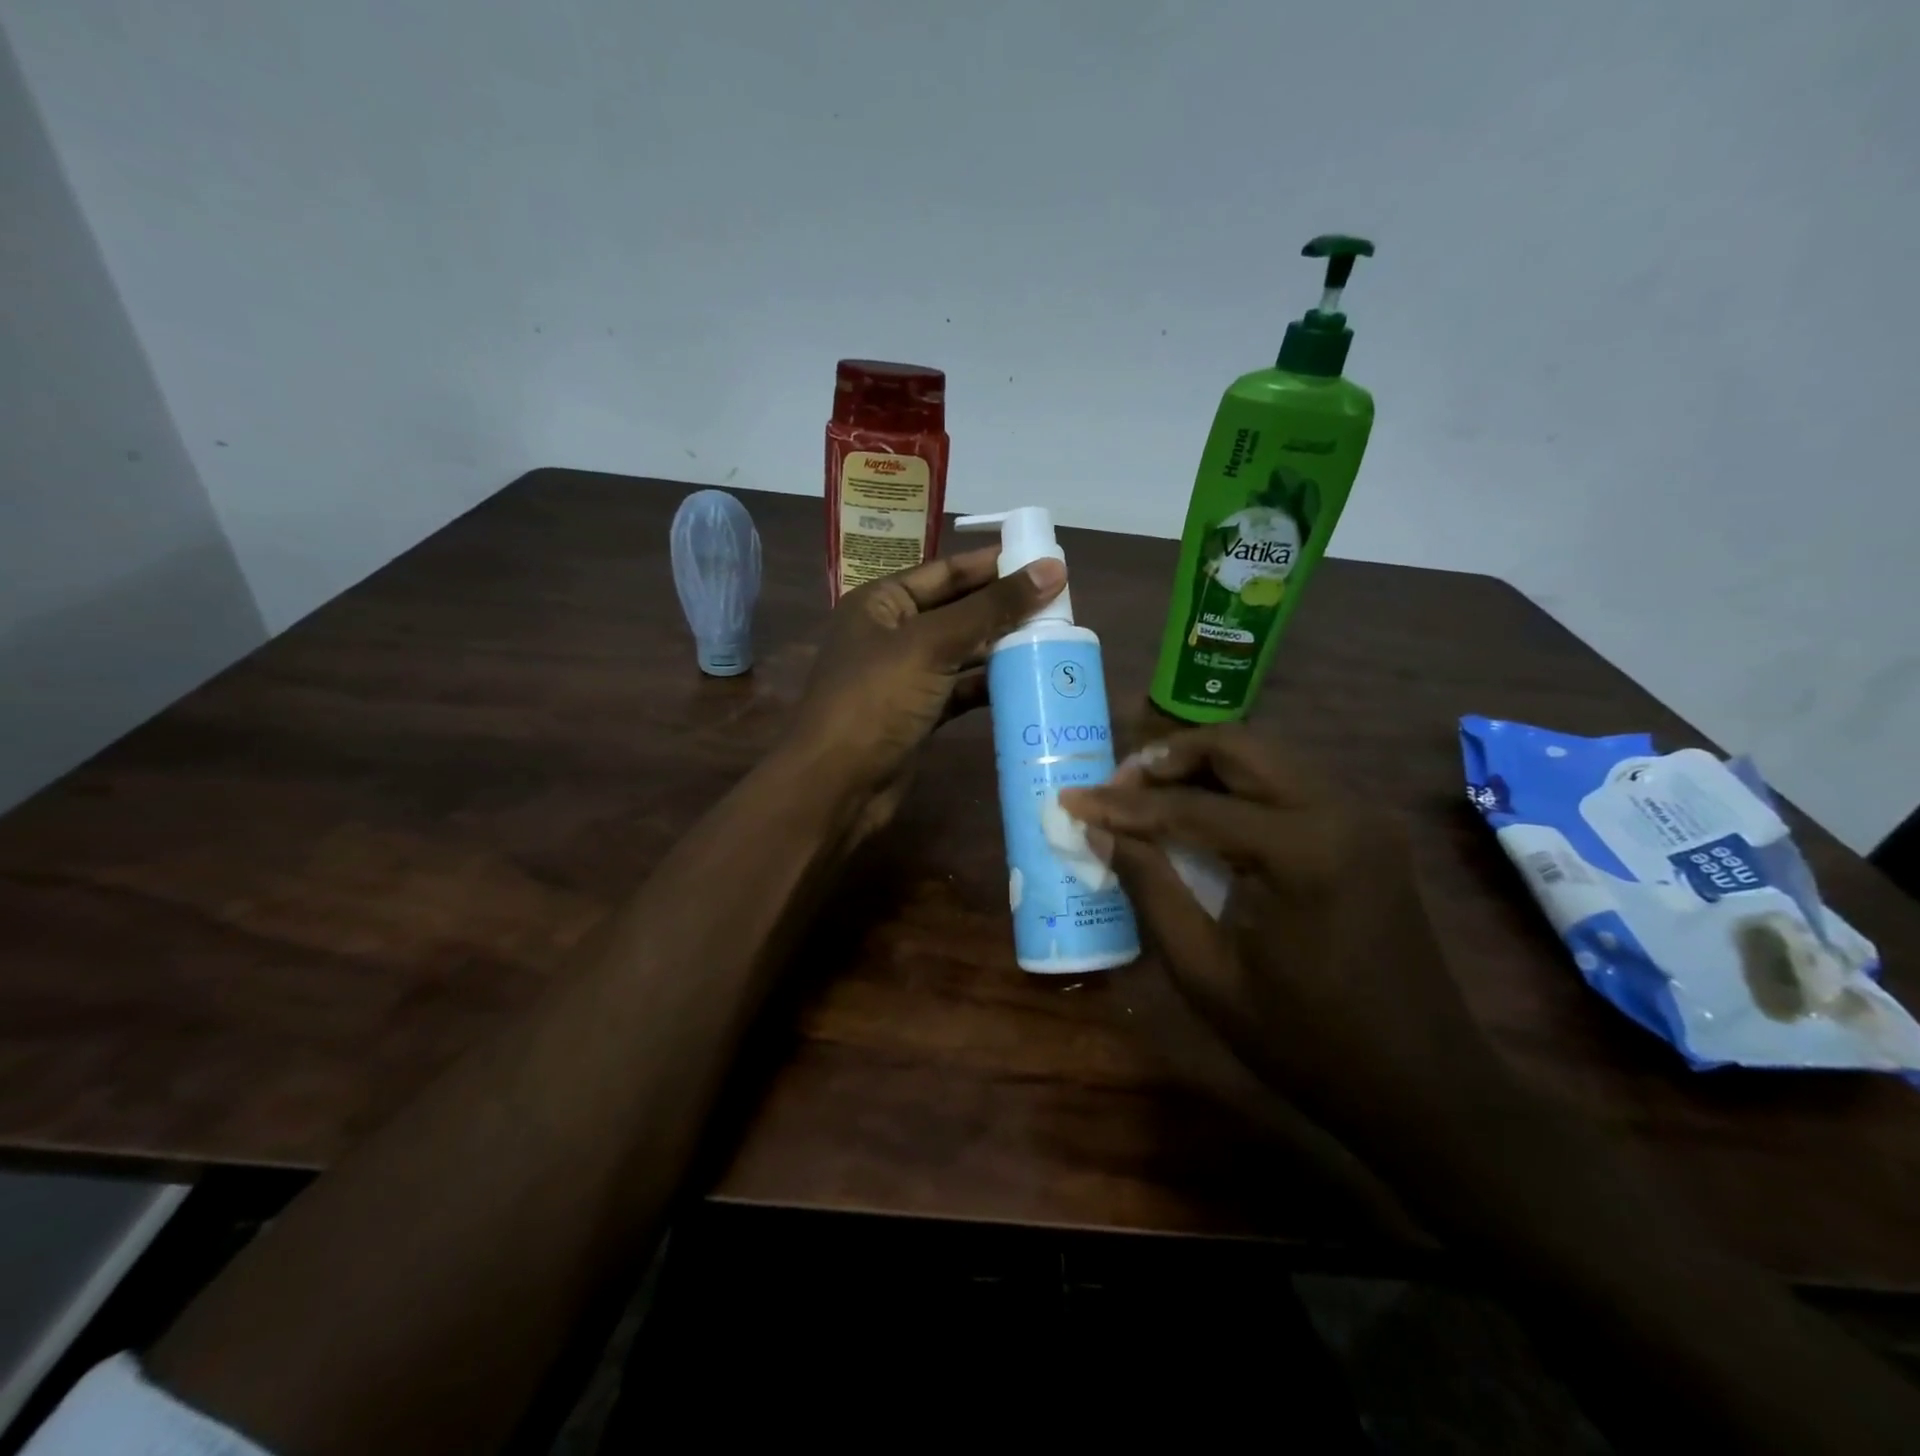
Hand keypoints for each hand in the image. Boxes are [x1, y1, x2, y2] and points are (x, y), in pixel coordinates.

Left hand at [793, 547, 1065, 838]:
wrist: (838, 785)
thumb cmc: (876, 700)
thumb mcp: (931, 644)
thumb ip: (991, 608)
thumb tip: (1052, 569)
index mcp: (882, 603)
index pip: (945, 572)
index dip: (993, 564)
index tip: (1045, 560)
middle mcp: (893, 634)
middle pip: (958, 611)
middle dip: (1004, 607)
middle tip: (1061, 603)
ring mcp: (906, 677)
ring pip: (963, 652)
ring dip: (1003, 647)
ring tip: (1055, 638)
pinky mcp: (920, 714)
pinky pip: (962, 689)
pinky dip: (991, 685)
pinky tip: (1028, 680)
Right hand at [1061, 726, 1518, 1161]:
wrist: (1424, 1086)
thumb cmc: (1305, 1043)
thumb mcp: (1206, 973)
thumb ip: (1151, 889)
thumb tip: (1103, 832)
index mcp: (1301, 850)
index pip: (1191, 807)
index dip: (1123, 804)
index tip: (1072, 798)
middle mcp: (1338, 810)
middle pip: (1237, 748)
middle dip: (1168, 759)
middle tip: (1117, 787)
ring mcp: (1362, 815)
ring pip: (1266, 756)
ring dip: (1203, 766)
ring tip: (1150, 796)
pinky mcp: (1368, 829)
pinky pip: (1290, 782)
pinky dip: (1239, 786)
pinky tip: (1206, 814)